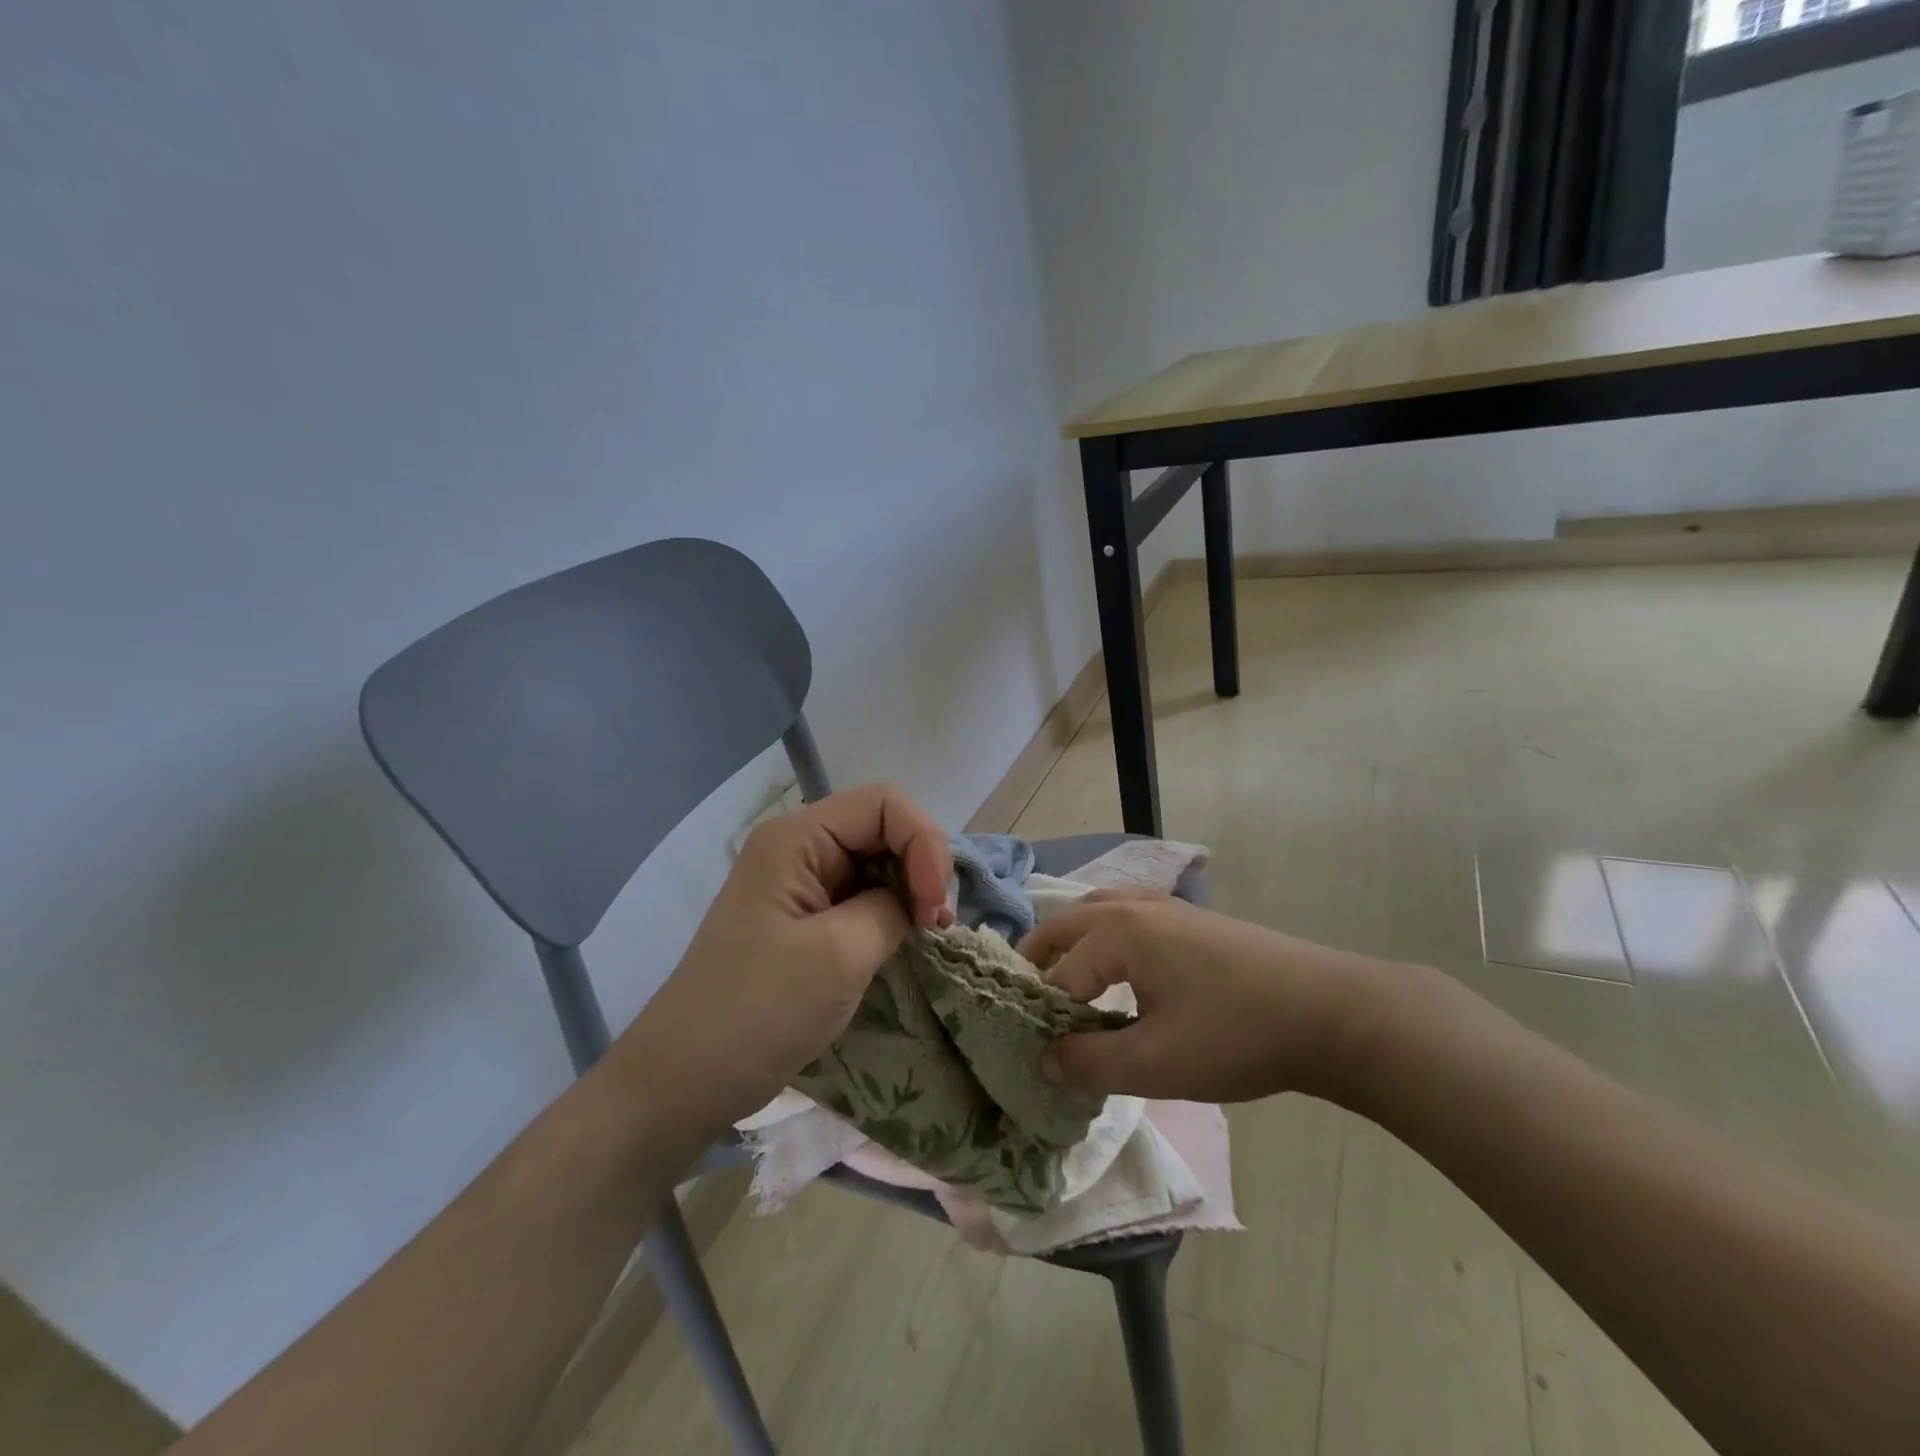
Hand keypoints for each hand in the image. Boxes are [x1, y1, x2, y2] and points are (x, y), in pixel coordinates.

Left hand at [619, 785, 952, 1124]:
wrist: (686, 1079)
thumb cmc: (758, 1011)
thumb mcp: (840, 954)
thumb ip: (892, 909)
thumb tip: (915, 902)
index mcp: (796, 839)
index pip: (884, 805)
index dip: (924, 842)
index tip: (934, 906)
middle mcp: (798, 849)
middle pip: (882, 830)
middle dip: (921, 868)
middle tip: (938, 925)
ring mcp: (799, 885)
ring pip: (876, 865)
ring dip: (910, 892)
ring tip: (927, 935)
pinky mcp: (804, 920)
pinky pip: (861, 897)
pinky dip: (891, 914)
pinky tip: (904, 942)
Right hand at [1022, 893, 1391, 1102]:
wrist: (1330, 1012)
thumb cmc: (1235, 1035)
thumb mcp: (1156, 1063)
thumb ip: (1091, 1063)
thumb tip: (1046, 1060)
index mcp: (1117, 933)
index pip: (1059, 976)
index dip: (1043, 1018)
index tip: (1037, 1056)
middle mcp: (1133, 907)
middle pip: (1065, 924)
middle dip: (1039, 959)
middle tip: (1027, 1003)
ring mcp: (1167, 907)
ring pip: (1098, 913)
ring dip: (1073, 943)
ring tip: (1068, 983)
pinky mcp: (1192, 919)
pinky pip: (1128, 916)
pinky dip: (1105, 937)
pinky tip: (1123, 971)